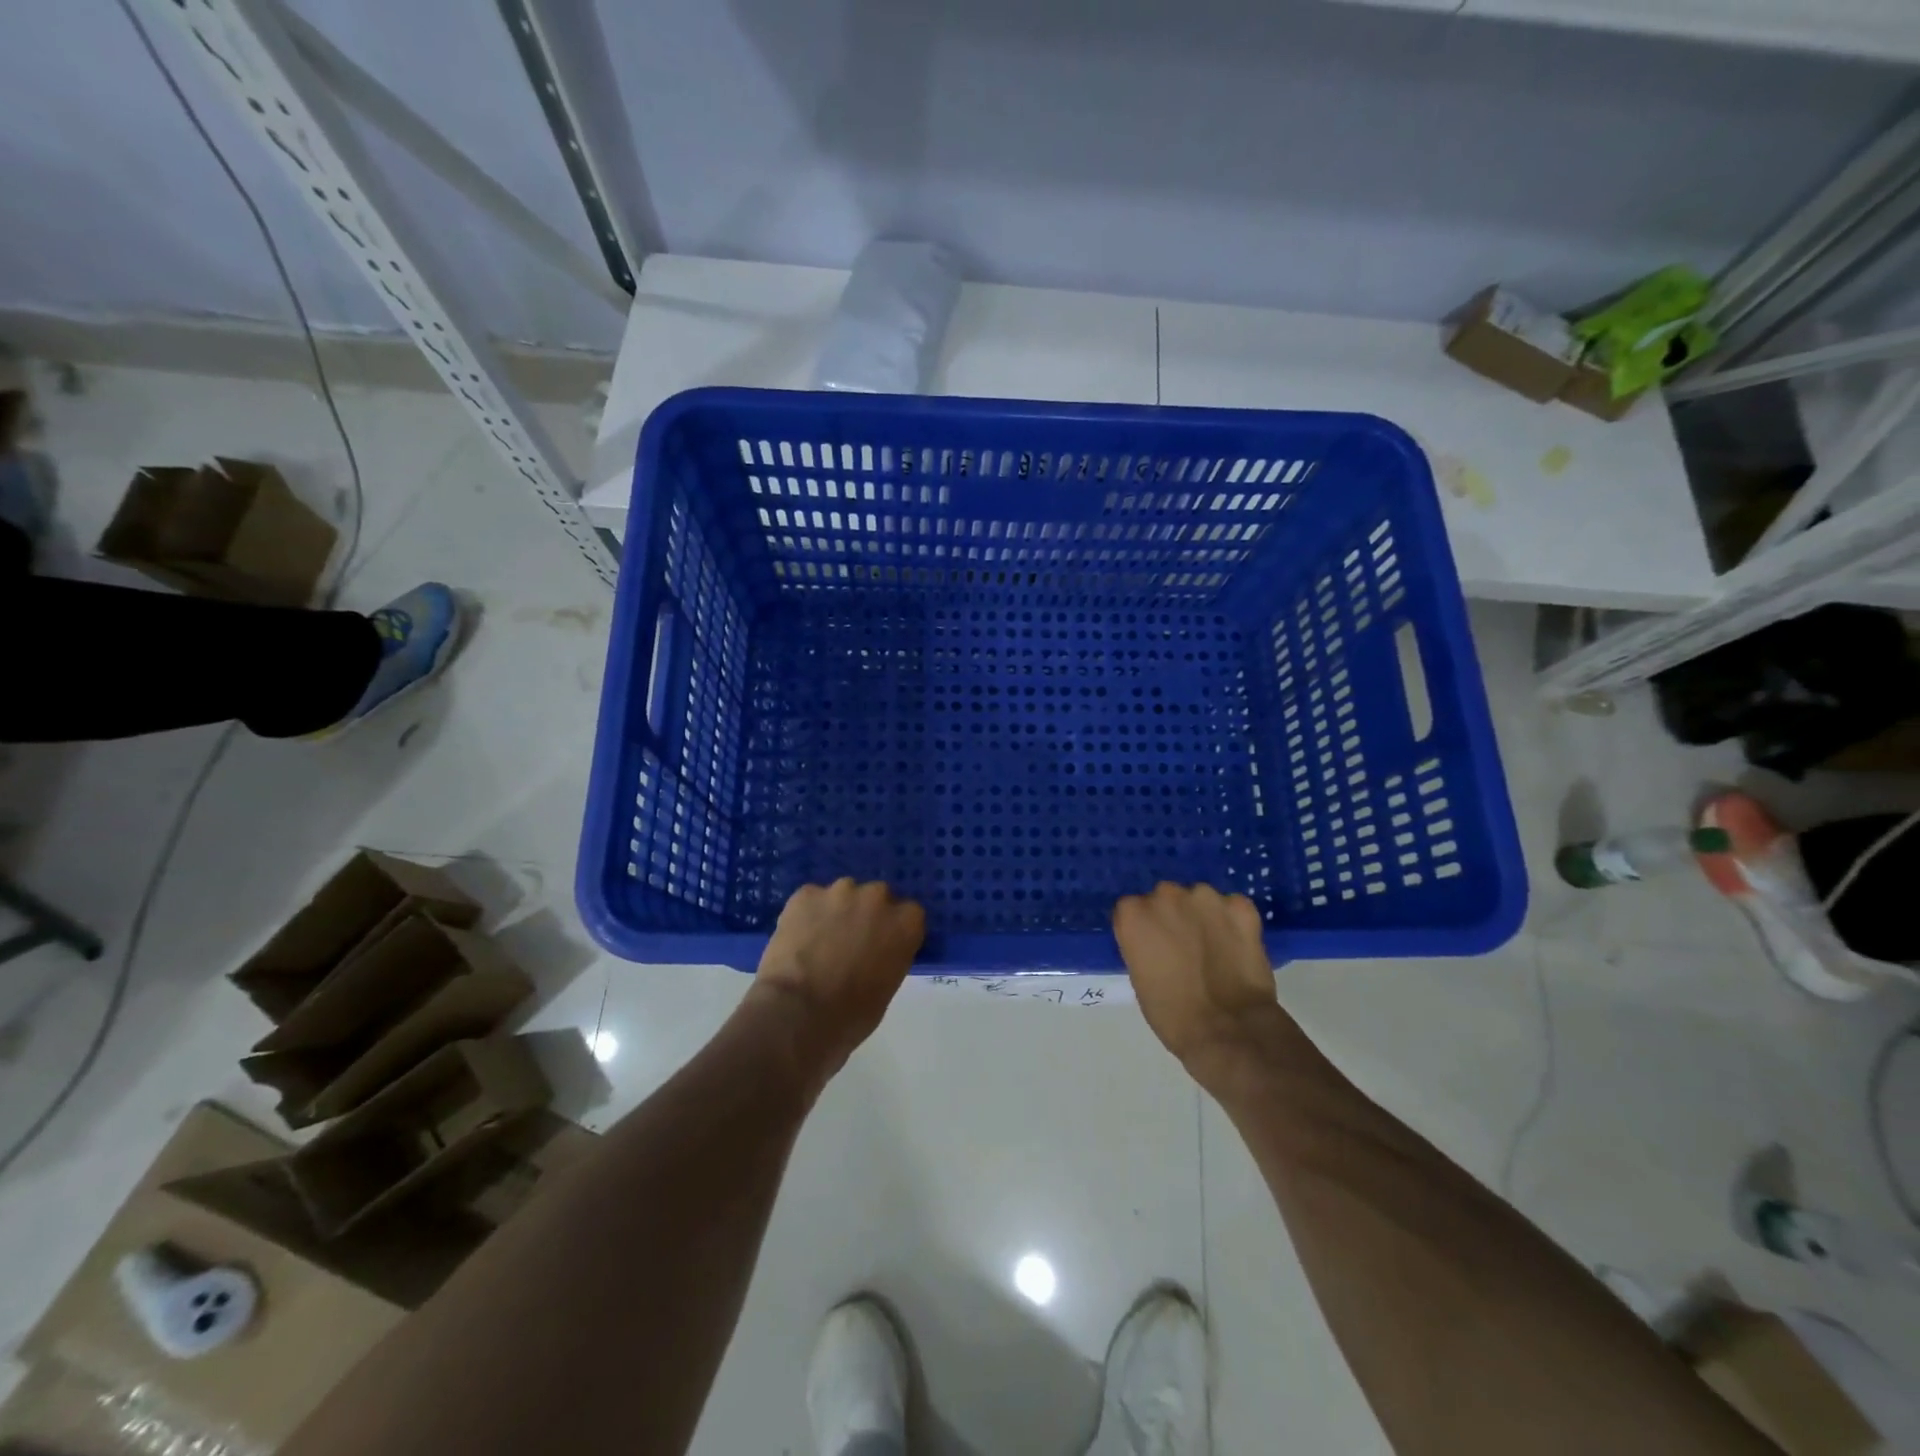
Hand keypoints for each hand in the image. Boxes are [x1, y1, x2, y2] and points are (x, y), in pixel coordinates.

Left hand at [749, 879, 924, 1076]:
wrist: (798, 1013)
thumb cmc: (851, 1015)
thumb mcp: (887, 988)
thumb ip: (889, 958)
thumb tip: (875, 954)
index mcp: (906, 923)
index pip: (909, 915)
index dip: (894, 930)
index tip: (883, 946)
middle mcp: (877, 897)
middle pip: (877, 897)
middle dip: (866, 915)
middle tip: (850, 943)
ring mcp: (840, 892)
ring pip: (843, 895)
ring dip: (837, 911)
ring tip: (819, 941)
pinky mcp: (806, 894)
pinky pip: (811, 900)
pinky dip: (807, 914)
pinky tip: (798, 939)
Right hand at [1113, 882, 1287, 1083]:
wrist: (1228, 1030)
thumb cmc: (1172, 1014)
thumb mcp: (1140, 977)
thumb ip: (1142, 945)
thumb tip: (1157, 942)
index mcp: (1133, 913)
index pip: (1133, 909)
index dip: (1145, 929)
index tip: (1154, 947)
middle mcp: (1166, 894)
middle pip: (1166, 897)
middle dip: (1174, 916)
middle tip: (1185, 947)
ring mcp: (1205, 897)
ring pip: (1200, 899)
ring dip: (1203, 916)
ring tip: (1215, 948)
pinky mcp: (1241, 906)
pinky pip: (1233, 907)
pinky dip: (1234, 922)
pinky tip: (1238, 947)